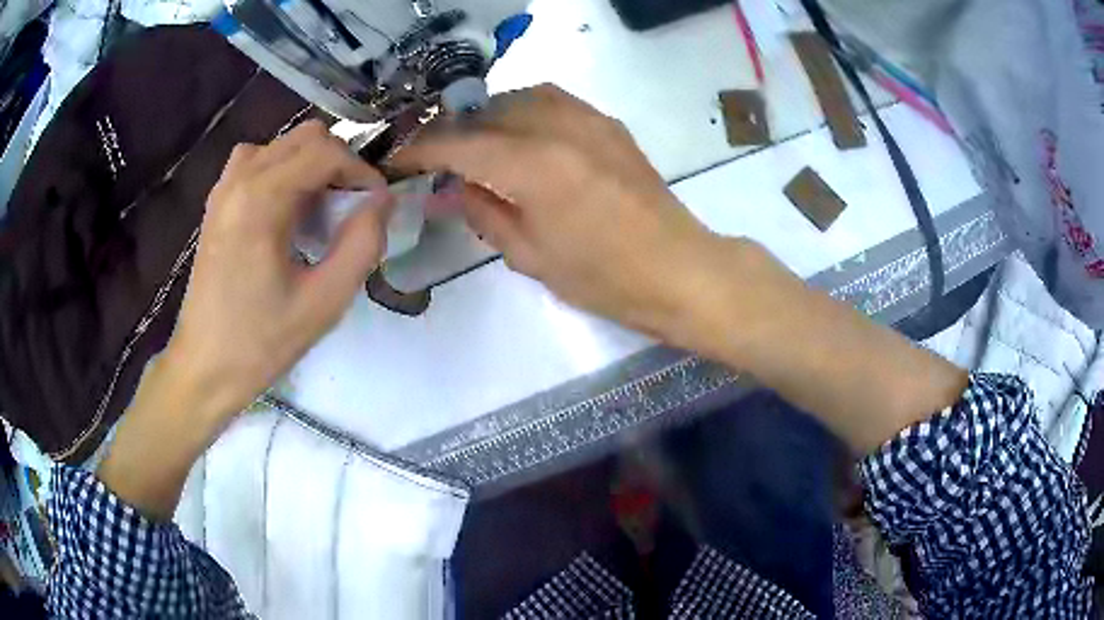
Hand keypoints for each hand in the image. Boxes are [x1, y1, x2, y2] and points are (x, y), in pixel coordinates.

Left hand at [170, 120, 391, 421]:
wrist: (203, 368)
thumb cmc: (260, 343)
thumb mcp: (323, 303)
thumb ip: (361, 245)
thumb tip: (382, 202)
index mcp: (261, 199)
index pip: (326, 152)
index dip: (361, 171)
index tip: (376, 205)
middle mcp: (239, 180)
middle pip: (305, 138)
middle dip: (338, 164)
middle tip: (350, 207)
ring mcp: (223, 189)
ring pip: (281, 145)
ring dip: (309, 165)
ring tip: (318, 209)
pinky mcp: (216, 204)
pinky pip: (255, 162)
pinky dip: (281, 172)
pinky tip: (285, 210)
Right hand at [392, 85, 721, 339]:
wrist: (678, 269)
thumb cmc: (604, 278)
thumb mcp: (530, 256)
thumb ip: (483, 212)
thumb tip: (447, 188)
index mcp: (535, 166)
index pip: (459, 144)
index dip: (421, 150)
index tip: (397, 161)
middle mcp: (559, 127)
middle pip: (487, 111)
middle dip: (451, 131)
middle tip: (432, 157)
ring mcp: (589, 119)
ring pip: (518, 97)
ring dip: (486, 115)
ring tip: (472, 144)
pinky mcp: (608, 124)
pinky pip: (552, 100)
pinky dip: (522, 110)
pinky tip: (517, 136)